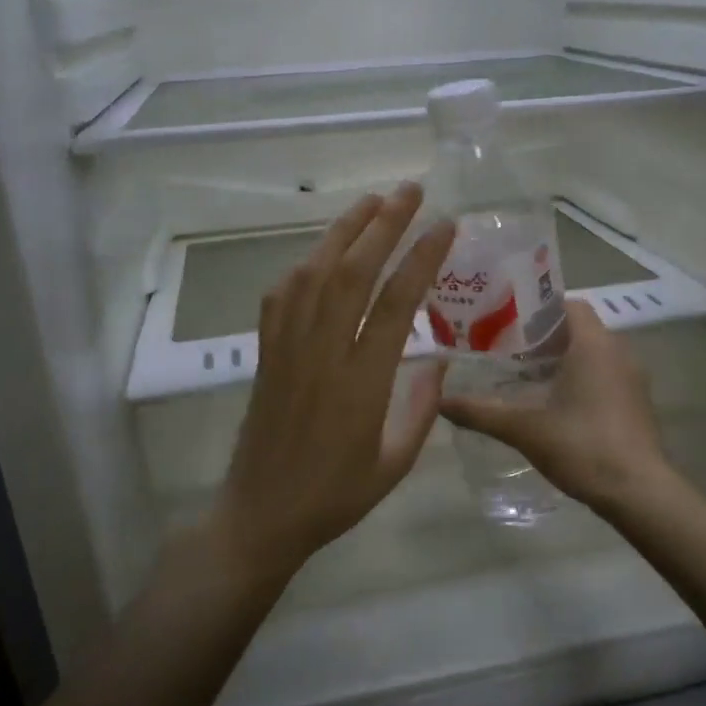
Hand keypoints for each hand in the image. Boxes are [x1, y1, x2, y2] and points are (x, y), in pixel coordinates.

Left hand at [206, 185, 455, 587]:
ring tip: (370, 203)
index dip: (421, 258)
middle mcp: (323, 353)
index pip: (396, 302)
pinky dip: (303, 265)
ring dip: (342, 232)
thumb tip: (442, 360)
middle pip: (352, 272)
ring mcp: (288, 349)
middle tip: (410, 190)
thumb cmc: (335, 496)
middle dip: (383, 224)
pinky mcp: (266, 353)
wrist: (261, 515)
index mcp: (362, 382)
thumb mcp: (395, 463)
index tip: (444, 226)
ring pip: (313, 274)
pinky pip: (281, 297)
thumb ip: (423, 409)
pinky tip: (320, 253)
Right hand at [441, 300, 668, 513]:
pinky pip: (605, 375)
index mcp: (594, 344)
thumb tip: (441, 402)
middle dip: (543, 337)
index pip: (568, 305)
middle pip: (577, 329)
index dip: (536, 310)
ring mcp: (632, 378)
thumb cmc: (582, 447)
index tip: (506, 324)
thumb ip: (481, 412)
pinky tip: (554, 405)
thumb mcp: (525, 429)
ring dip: (562, 360)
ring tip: (524, 377)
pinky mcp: (637, 403)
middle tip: (505, 351)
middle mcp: (618, 352)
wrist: (638, 492)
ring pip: (592, 354)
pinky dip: (580, 380)